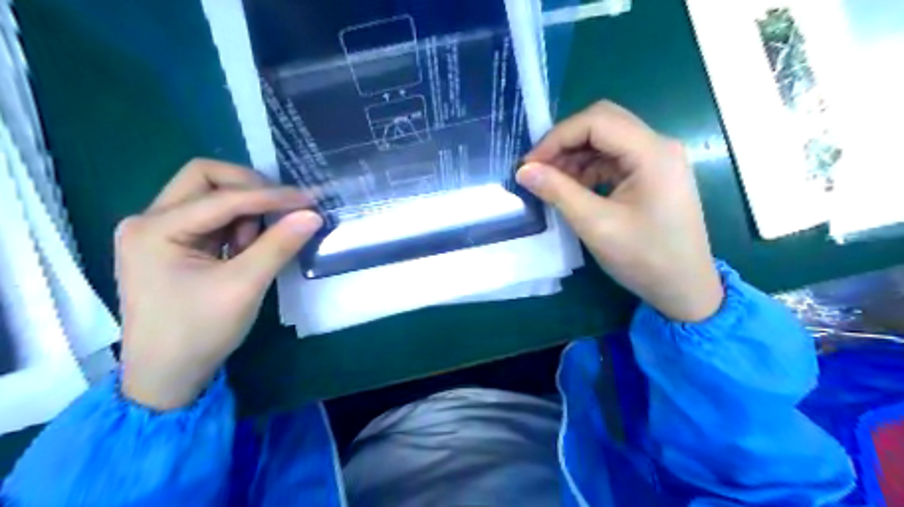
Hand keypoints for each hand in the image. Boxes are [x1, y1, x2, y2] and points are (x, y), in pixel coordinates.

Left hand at [114, 160, 323, 409]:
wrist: (167, 376)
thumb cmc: (199, 332)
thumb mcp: (244, 287)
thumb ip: (278, 245)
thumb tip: (312, 214)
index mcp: (155, 229)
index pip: (222, 197)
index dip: (270, 195)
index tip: (310, 200)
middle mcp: (149, 221)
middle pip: (204, 179)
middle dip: (250, 188)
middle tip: (284, 207)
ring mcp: (158, 232)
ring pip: (209, 196)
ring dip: (244, 210)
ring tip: (259, 244)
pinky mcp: (171, 245)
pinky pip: (211, 218)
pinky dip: (236, 225)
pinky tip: (247, 249)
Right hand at [520, 101, 725, 322]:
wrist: (685, 288)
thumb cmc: (644, 258)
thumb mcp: (596, 225)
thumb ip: (558, 192)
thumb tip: (523, 170)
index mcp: (652, 152)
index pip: (596, 121)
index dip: (557, 138)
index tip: (530, 165)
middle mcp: (658, 146)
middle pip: (603, 123)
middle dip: (565, 142)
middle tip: (538, 168)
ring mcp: (658, 160)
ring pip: (607, 140)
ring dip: (575, 156)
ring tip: (551, 182)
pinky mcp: (653, 175)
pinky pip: (614, 159)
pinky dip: (589, 169)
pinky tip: (573, 189)